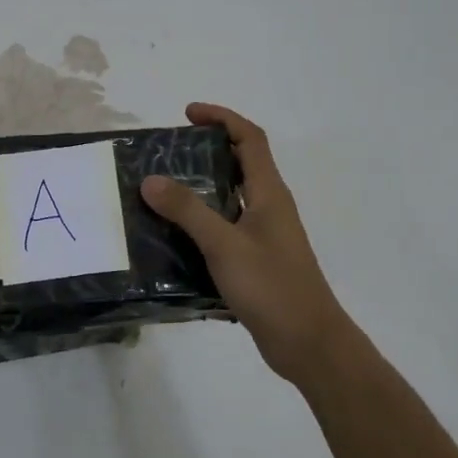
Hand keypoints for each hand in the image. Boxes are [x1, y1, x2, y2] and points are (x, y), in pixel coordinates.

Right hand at [141, 103, 350, 384]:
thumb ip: (187, 211)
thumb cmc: (272, 286)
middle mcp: (269, 208)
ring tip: (160, 192)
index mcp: (269, 193)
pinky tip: (172, 238)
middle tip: (167, 155)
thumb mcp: (224, 245)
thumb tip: (150, 179)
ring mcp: (264, 236)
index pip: (249, 139)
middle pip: (240, 164)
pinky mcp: (255, 261)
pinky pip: (224, 228)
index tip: (188, 114)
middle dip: (206, 151)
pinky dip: (200, 223)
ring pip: (230, 198)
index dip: (222, 118)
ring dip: (200, 189)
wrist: (308, 343)